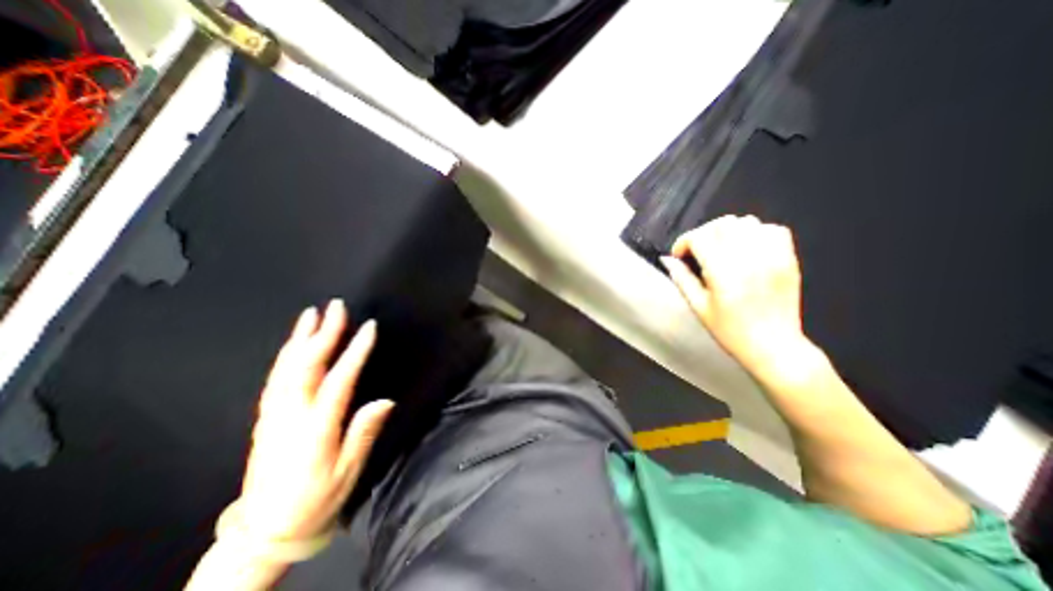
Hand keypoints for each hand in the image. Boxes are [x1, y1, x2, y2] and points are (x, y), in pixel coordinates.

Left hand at [239, 302, 394, 541]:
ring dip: (300, 338)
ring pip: (286, 368)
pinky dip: (286, 355)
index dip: (355, 351)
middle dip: (323, 333)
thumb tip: (385, 401)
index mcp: (316, 428)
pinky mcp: (265, 418)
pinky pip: (276, 378)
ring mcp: (273, 415)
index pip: (339, 380)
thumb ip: (364, 433)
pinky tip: (293, 344)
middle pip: (307, 366)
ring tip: (311, 314)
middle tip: (336, 307)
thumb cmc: (315, 500)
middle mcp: (291, 416)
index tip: (369, 327)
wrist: (263, 531)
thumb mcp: (348, 472)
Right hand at [662, 215, 807, 377]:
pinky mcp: (789, 258)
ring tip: (721, 249)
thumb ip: (682, 278)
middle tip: (698, 252)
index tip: (679, 254)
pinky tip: (747, 249)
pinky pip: (772, 229)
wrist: (773, 346)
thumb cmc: (730, 330)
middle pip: (722, 224)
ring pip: (746, 222)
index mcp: (724, 273)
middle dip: (703, 233)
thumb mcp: (699, 307)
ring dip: (728, 231)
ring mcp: (773, 256)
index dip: (684, 242)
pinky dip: (755, 233)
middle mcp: (750, 258)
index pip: (701, 237)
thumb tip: (669, 260)